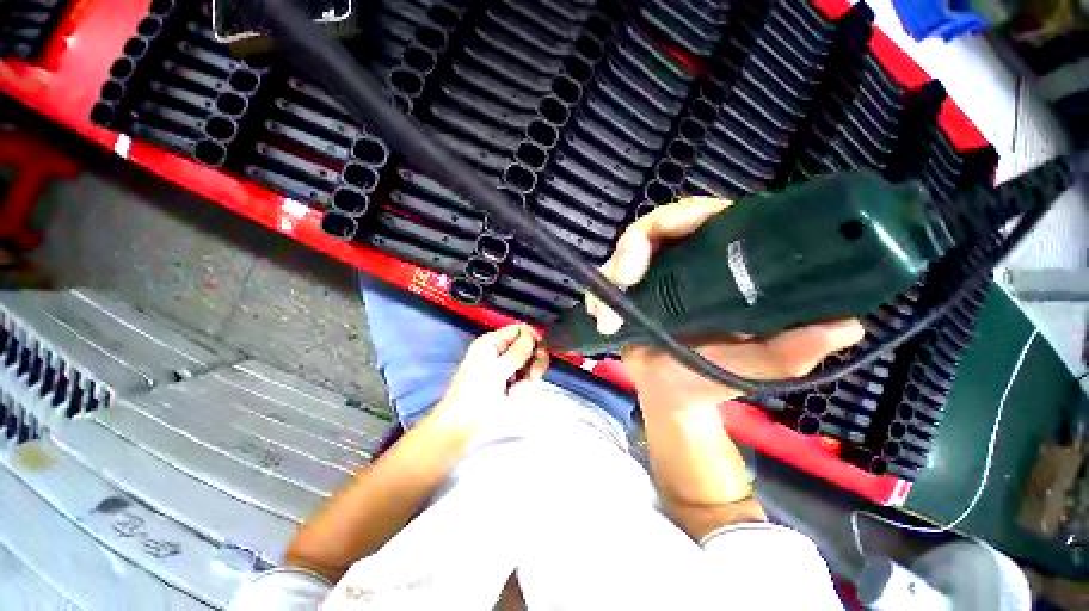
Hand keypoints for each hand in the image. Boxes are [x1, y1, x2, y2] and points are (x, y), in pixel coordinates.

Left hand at [433, 324, 549, 424]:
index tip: (538, 356)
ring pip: (528, 363)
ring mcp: (502, 367)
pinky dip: (523, 385)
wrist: (459, 430)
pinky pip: (524, 377)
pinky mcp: (506, 382)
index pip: (520, 329)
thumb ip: (517, 352)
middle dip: (533, 361)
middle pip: (528, 346)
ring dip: (529, 376)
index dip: (533, 339)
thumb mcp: (496, 372)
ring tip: (516, 391)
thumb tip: (532, 336)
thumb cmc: (475, 400)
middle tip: (531, 377)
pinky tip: (514, 396)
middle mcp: (498, 351)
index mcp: (491, 343)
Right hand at [588, 197, 864, 409]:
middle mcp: (688, 260)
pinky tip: (597, 314)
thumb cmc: (710, 378)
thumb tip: (846, 325)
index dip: (688, 215)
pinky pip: (609, 275)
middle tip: (624, 278)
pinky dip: (599, 290)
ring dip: (611, 271)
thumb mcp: (755, 366)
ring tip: (604, 313)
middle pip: (657, 226)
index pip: (709, 217)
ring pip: (626, 250)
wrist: (669, 394)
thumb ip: (792, 350)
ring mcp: (654, 273)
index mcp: (724, 265)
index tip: (670, 237)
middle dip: (634, 247)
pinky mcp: (630, 288)